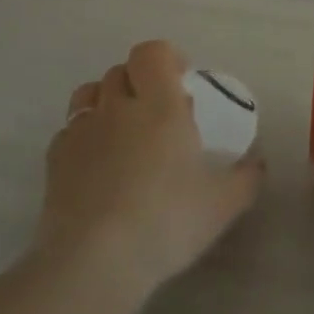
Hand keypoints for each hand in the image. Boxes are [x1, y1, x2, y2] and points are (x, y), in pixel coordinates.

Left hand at [36, 41, 262, 299]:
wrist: (94, 261)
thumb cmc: (166, 221)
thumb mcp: (223, 204)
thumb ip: (247, 177)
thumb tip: (258, 162)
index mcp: (159, 104)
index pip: (152, 52)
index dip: (166, 58)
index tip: (182, 81)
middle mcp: (117, 106)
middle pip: (121, 70)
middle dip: (139, 82)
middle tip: (157, 112)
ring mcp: (81, 131)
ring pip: (89, 94)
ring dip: (107, 101)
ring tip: (122, 132)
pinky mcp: (54, 160)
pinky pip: (70, 130)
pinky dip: (85, 137)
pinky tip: (97, 167)